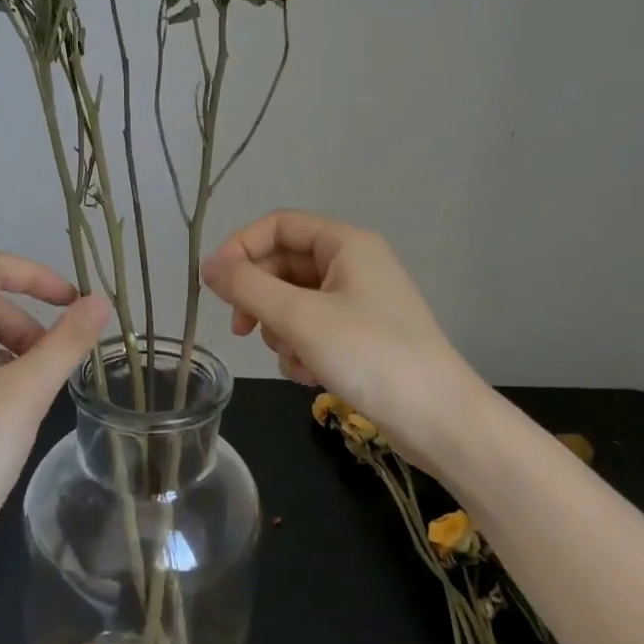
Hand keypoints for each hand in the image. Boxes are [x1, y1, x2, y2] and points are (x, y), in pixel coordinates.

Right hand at [201, 211, 478, 464]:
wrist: (437, 417)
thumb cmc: (369, 354)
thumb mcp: (300, 317)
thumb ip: (247, 287)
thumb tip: (206, 265)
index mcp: (345, 243)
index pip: (278, 225)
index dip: (241, 248)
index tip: (215, 284)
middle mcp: (352, 264)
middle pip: (284, 265)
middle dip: (261, 299)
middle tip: (241, 330)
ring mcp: (358, 301)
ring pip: (294, 302)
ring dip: (282, 331)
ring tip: (296, 359)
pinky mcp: (360, 335)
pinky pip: (313, 329)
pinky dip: (303, 349)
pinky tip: (311, 375)